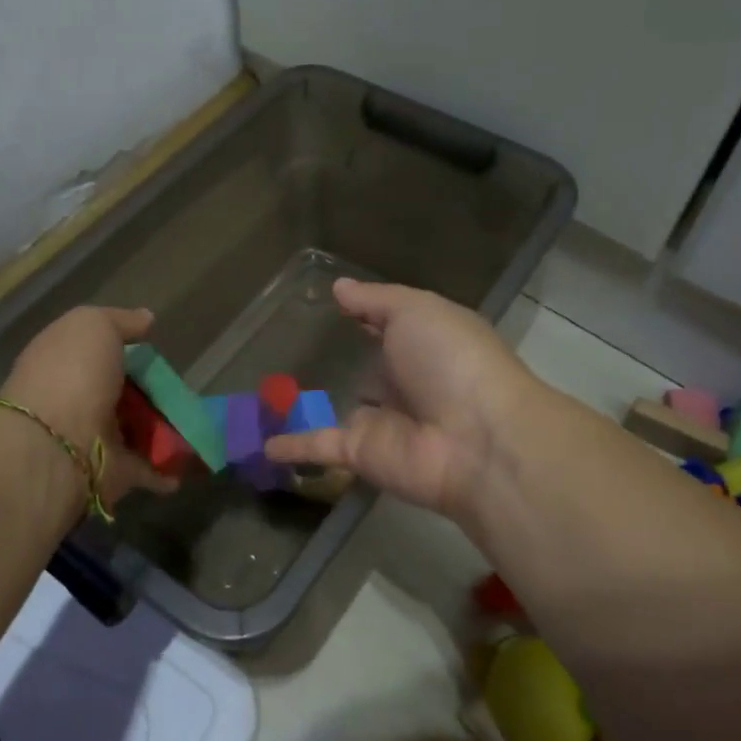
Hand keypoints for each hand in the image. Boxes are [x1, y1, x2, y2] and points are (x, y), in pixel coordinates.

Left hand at [0, 307, 176, 510]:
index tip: (155, 348)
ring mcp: (95, 438)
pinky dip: (170, 467)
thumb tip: (145, 319)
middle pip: (124, 393)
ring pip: (138, 430)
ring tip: (200, 420)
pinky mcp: (114, 473)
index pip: (99, 352)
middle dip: (153, 392)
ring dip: (167, 428)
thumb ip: (121, 321)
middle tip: (184, 387)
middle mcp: (78, 400)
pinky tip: (194, 457)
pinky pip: (148, 468)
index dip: (127, 349)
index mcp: (66, 363)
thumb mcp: (93, 326)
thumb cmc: (72, 374)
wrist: (55, 445)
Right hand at [263, 280, 542, 524]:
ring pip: (339, 409)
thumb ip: (374, 300)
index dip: (368, 318)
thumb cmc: (451, 359)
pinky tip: (262, 445)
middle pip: (368, 372)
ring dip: (311, 407)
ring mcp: (382, 421)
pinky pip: (319, 446)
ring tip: (267, 393)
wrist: (477, 438)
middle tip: (290, 349)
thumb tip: (339, 287)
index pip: (391, 328)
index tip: (333, 308)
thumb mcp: (415, 310)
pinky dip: (292, 446)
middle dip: (340, 363)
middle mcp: (405, 383)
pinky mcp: (361, 453)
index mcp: (424, 344)